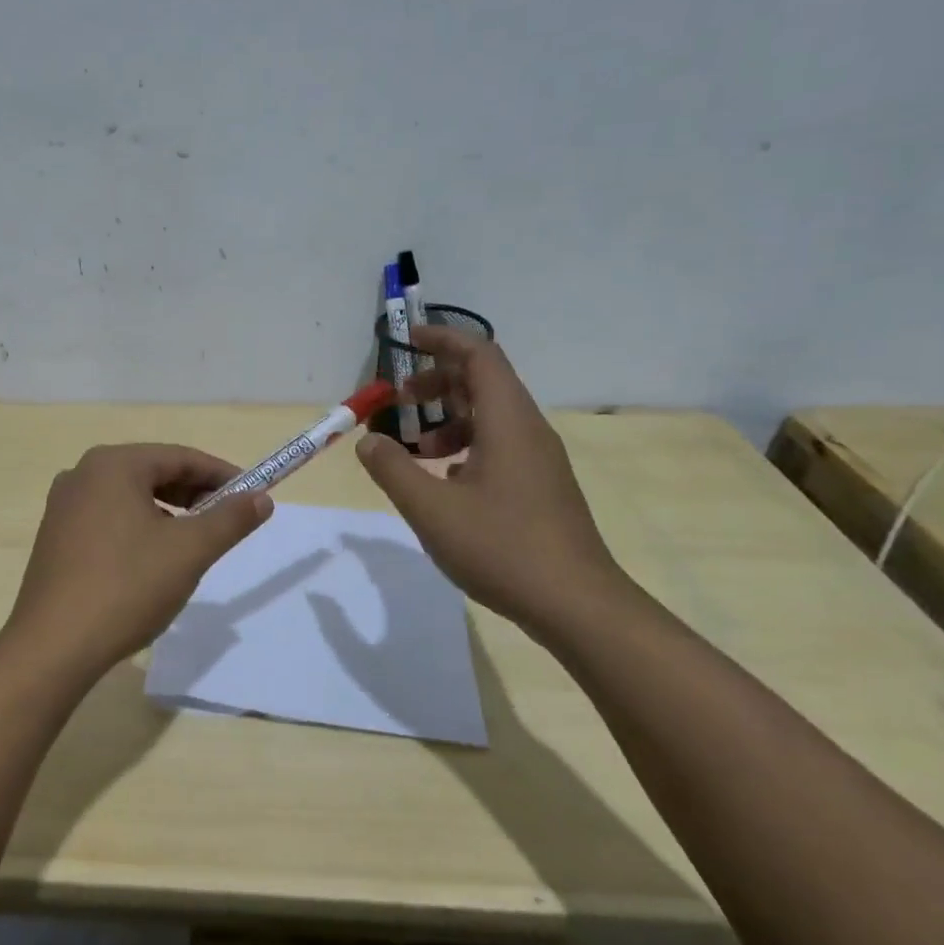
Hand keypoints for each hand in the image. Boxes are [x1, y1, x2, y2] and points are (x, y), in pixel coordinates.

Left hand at [4, 444, 271, 676]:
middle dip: (194, 494)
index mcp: (113, 465)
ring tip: (193, 542)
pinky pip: (108, 518)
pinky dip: (139, 527)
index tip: (253, 495)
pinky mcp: (56, 536)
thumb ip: (230, 519)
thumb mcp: (189, 551)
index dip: (221, 474)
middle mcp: (82, 474)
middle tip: (227, 520)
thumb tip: (261, 499)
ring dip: (168, 512)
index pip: (180, 457)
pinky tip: (152, 559)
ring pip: (130, 497)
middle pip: (153, 473)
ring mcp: (63, 505)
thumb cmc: (127, 587)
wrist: (54, 646)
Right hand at [357, 326, 630, 638]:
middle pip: (483, 383)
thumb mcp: (431, 508)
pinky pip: (498, 446)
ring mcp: (538, 460)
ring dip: (447, 420)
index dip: (441, 340)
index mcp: (508, 421)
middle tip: (396, 402)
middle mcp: (528, 430)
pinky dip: (464, 448)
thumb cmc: (502, 548)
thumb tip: (368, 440)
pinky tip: (443, 482)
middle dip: (436, 383)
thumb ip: (392, 468)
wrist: (575, 604)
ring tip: (413, 450)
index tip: (405, 340)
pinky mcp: (539, 487)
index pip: (478, 355)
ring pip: (489, 418)